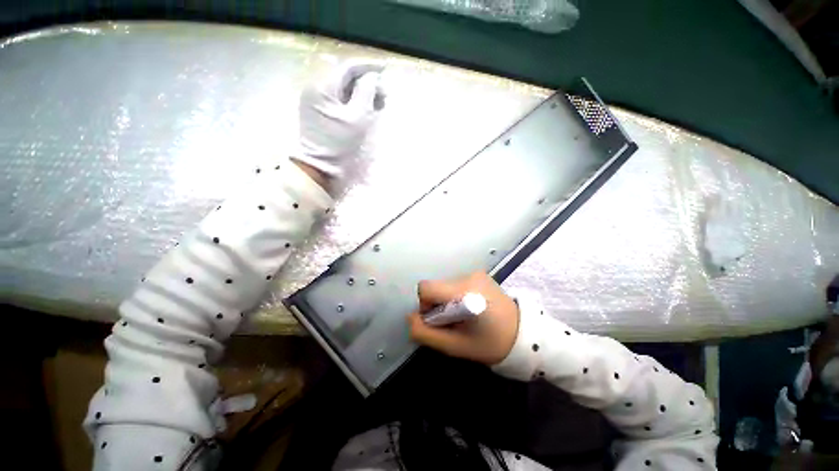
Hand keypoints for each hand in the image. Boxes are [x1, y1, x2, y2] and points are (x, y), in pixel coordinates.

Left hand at [293, 61, 384, 180]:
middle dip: (367, 83)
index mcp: (323, 88)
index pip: (347, 68)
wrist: (320, 170)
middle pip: (345, 79)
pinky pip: (339, 103)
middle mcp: (316, 91)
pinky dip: (354, 104)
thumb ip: (366, 93)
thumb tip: (372, 78)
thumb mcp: (358, 119)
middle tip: (385, 94)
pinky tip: (366, 111)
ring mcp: (316, 104)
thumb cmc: (340, 147)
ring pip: (343, 92)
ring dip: (362, 94)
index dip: (368, 67)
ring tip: (379, 104)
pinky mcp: (320, 116)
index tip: (385, 70)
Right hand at [408, 271, 519, 364]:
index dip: (425, 305)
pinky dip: (456, 296)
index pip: (426, 288)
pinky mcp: (479, 274)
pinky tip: (471, 308)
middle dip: (437, 305)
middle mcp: (468, 276)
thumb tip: (410, 317)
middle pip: (435, 286)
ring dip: (447, 301)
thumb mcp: (454, 346)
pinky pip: (456, 283)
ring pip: (445, 285)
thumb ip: (426, 333)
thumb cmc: (490, 344)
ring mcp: (475, 273)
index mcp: (464, 292)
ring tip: (464, 317)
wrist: (523, 334)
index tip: (438, 320)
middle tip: (453, 322)